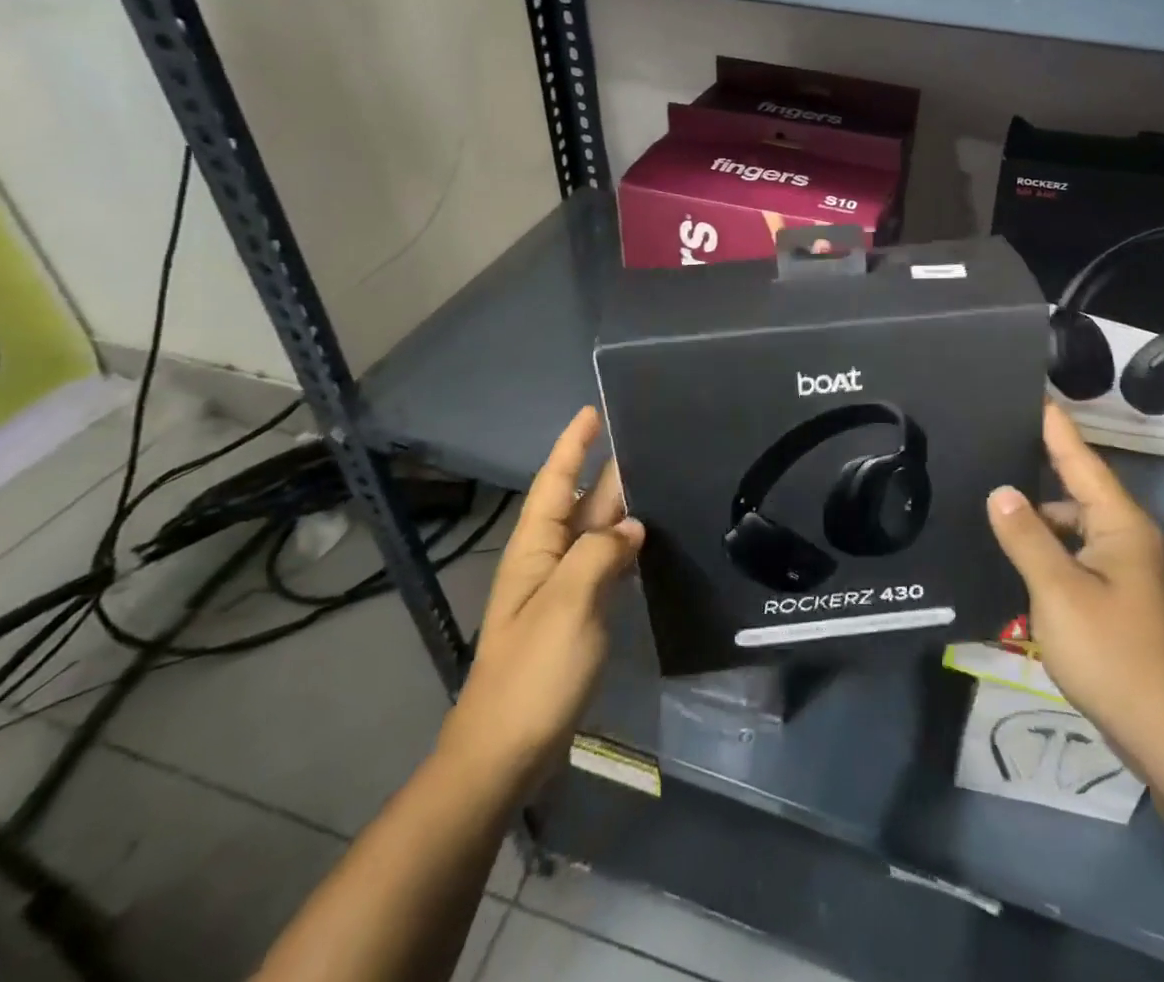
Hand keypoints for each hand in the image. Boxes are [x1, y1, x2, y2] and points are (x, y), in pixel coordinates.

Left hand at [436, 407, 643, 792]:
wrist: (503, 753)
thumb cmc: (532, 672)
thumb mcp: (568, 603)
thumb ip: (600, 554)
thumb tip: (632, 527)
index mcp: (535, 549)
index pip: (556, 482)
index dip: (573, 446)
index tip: (593, 411)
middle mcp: (547, 561)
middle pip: (581, 504)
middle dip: (608, 471)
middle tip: (649, 441)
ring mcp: (562, 591)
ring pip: (596, 535)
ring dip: (622, 507)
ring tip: (660, 481)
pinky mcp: (577, 617)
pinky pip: (605, 566)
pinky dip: (626, 547)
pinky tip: (650, 542)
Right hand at [986, 404, 1163, 777]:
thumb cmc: (1112, 652)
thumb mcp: (1058, 591)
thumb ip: (1026, 537)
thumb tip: (1000, 490)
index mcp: (1120, 524)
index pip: (1081, 460)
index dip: (1055, 427)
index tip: (1033, 394)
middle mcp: (1127, 537)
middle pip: (1077, 489)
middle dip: (1040, 465)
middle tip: (994, 443)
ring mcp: (1124, 570)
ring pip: (1074, 526)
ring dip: (1039, 514)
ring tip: (992, 498)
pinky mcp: (1117, 598)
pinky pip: (1076, 554)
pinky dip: (1048, 547)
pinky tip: (1016, 553)